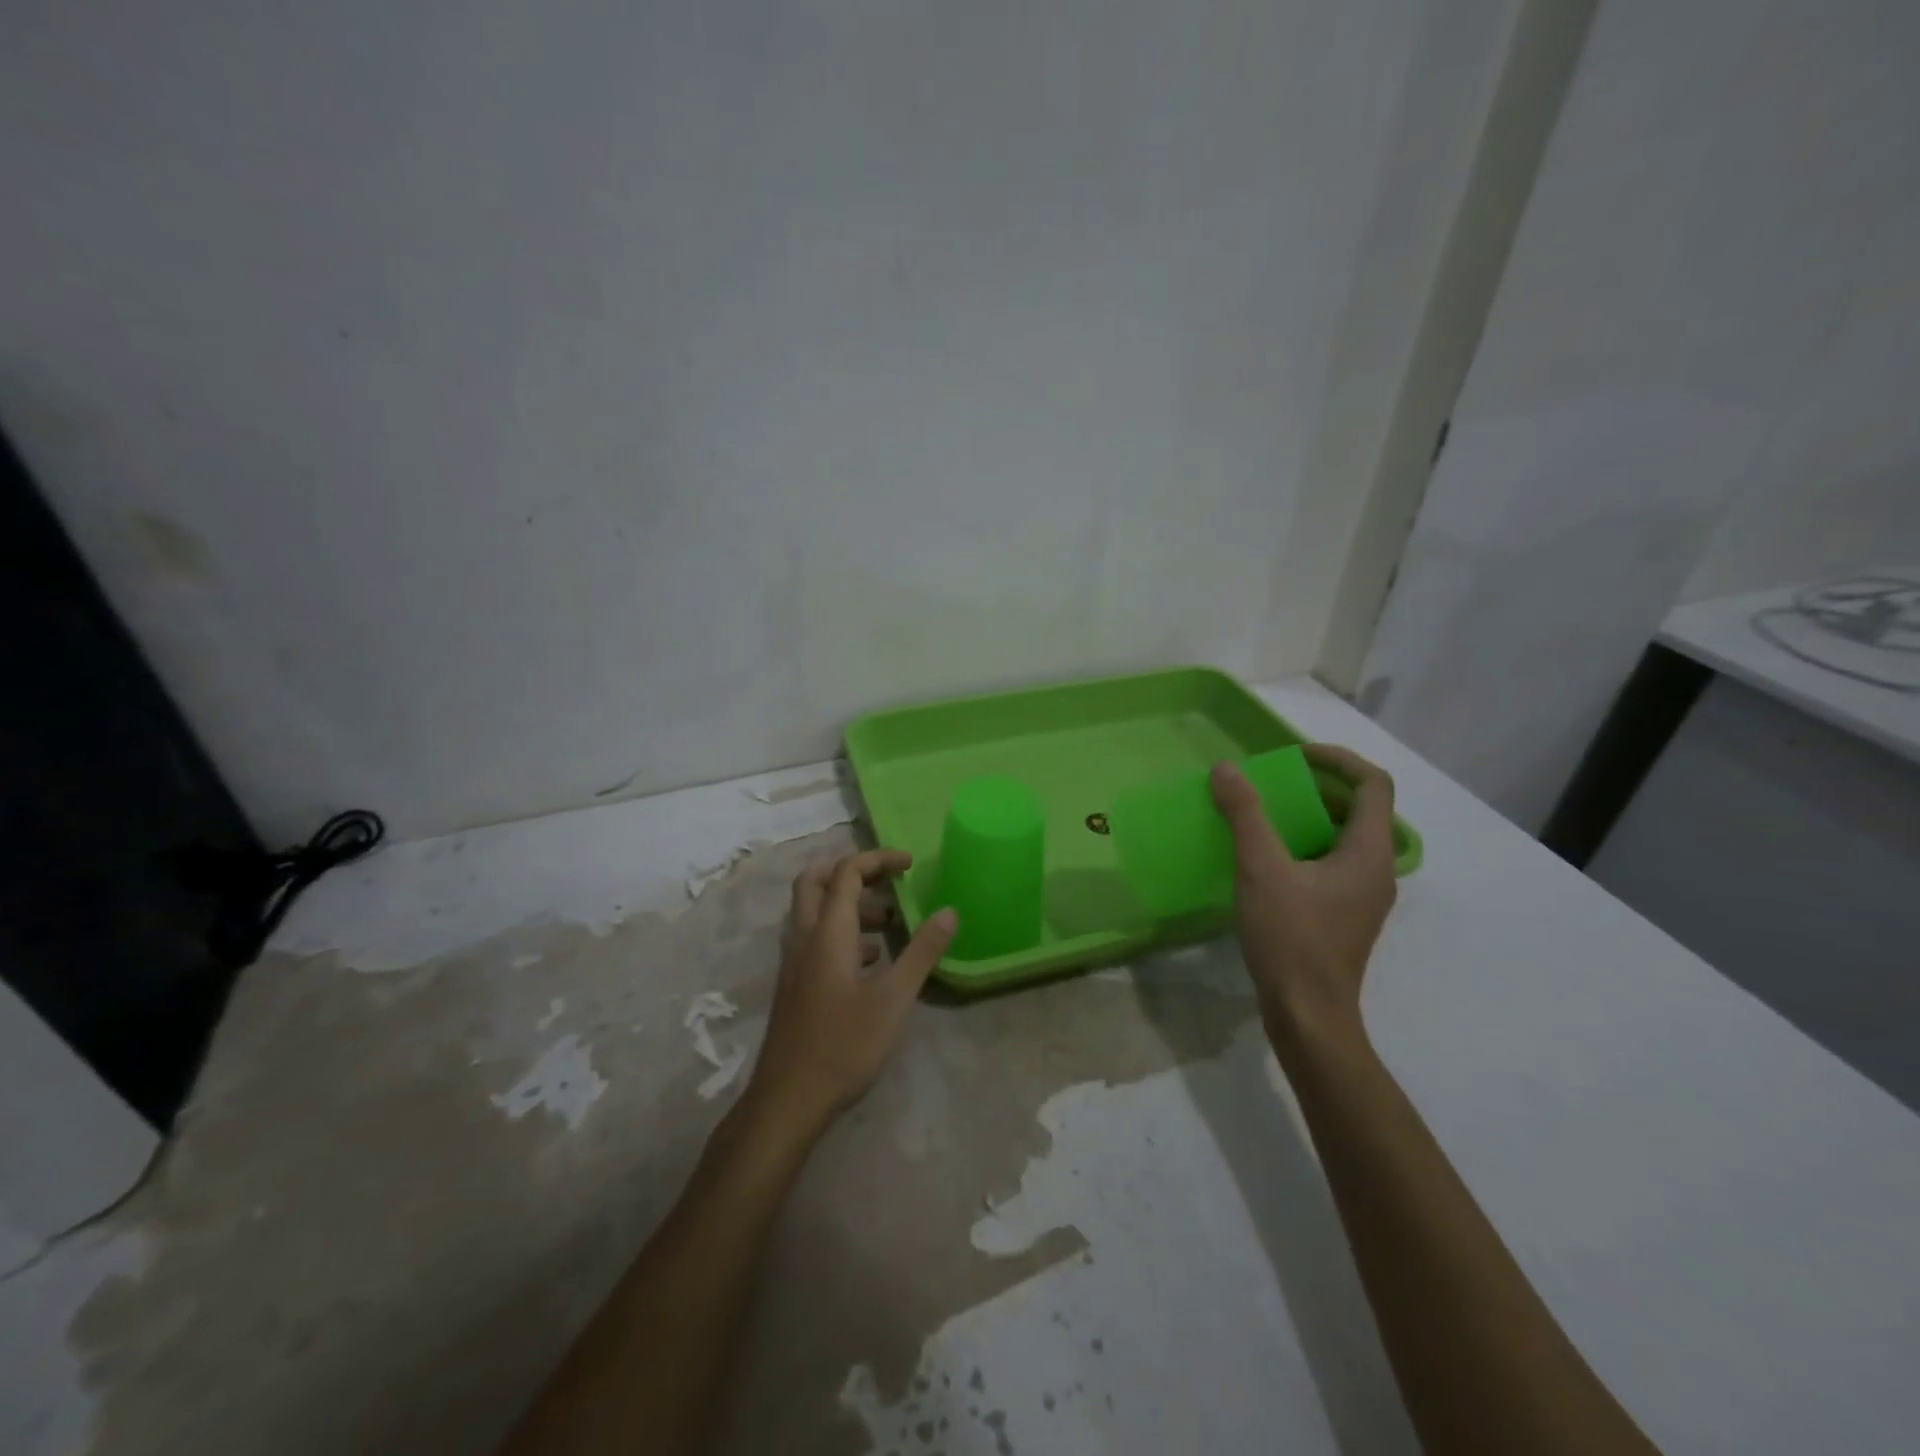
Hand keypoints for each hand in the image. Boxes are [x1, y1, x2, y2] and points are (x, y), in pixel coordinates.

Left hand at [746, 849, 956, 1133]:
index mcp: (828, 932)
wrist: (788, 1100)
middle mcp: (804, 938)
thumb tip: (949, 911)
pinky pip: (815, 938)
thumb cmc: (844, 1045)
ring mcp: (794, 962)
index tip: (910, 864)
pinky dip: (842, 932)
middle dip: (851, 870)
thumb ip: (922, 952)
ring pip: (813, 911)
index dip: (877, 859)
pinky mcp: (795, 984)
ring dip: (848, 904)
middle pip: (814, 880)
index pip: (846, 872)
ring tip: (890, 923)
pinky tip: (872, 960)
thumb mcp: (894, 998)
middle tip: (887, 879)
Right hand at [1211, 745, 1398, 1053]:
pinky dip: (1305, 846)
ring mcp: (1363, 896)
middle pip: (1360, 809)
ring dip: (1309, 816)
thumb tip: (1227, 769)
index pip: (1374, 784)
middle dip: (1318, 786)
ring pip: (1344, 838)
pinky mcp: (1344, 916)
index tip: (1294, 757)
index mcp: (1369, 852)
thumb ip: (1245, 815)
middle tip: (1273, 782)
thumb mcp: (1261, 869)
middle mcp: (1376, 870)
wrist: (1308, 1016)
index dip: (1338, 759)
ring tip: (1264, 814)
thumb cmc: (1291, 938)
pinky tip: (1266, 859)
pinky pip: (1332, 863)